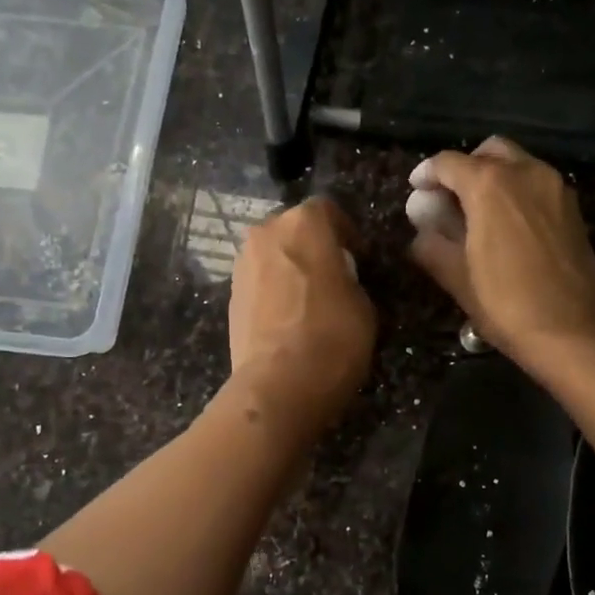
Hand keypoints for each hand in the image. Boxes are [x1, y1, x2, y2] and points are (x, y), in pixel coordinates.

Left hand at [227, 197, 376, 437]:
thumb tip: (340, 280)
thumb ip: (350, 278)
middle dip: (312, 246)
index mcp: (303, 224)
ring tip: (310, 300)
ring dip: (290, 268)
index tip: (359, 257)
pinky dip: (274, 291)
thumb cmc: (333, 337)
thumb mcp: (364, 304)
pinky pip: (259, 282)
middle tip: (333, 275)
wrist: (279, 385)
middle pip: (293, 229)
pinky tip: (289, 319)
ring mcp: (242, 265)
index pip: (327, 210)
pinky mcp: (230, 297)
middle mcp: (266, 234)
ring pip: (272, 255)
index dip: (346, 231)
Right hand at [407, 137, 594, 362]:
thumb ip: (432, 245)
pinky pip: (538, 184)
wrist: (573, 331)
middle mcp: (526, 173)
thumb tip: (421, 231)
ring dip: (494, 178)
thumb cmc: (506, 304)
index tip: (417, 191)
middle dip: (465, 168)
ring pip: (518, 164)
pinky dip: (518, 192)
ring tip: (478, 214)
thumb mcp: (457, 278)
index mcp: (490, 185)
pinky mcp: (573, 208)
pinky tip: (508, 226)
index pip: (448, 163)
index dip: (426, 174)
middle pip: (488, 152)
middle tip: (450, 198)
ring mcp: (555, 187)